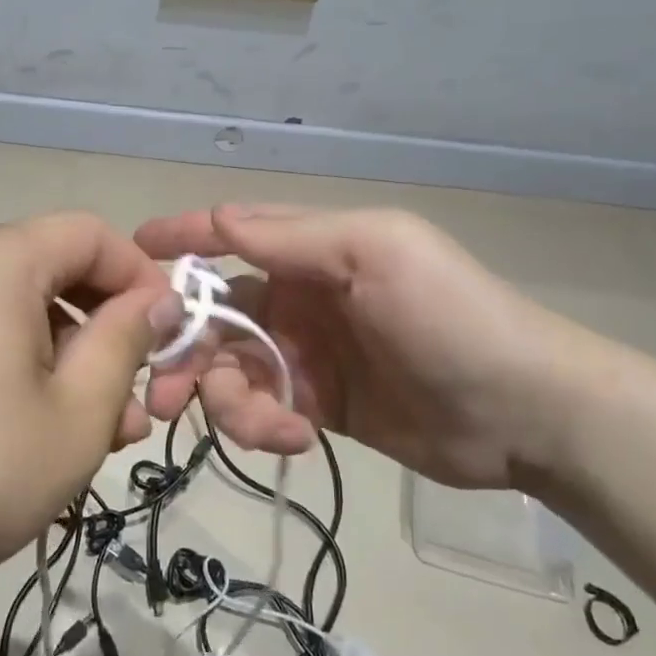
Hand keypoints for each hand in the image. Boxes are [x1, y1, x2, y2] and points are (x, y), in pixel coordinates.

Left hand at [0, 213, 181, 606]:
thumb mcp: (78, 410)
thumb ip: (127, 341)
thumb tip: (156, 300)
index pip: (90, 234)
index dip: (141, 276)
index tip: (169, 337)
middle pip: (57, 270)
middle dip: (110, 327)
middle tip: (140, 399)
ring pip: (25, 312)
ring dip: (75, 359)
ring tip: (105, 433)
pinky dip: (30, 370)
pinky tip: (49, 434)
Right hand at [138, 205, 588, 488]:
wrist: (523, 411)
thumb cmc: (449, 316)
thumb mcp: (374, 255)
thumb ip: (290, 239)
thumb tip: (215, 217)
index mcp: (313, 250)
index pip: (233, 235)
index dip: (182, 239)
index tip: (132, 253)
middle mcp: (302, 297)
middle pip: (218, 317)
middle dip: (188, 351)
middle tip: (164, 394)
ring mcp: (308, 355)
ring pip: (235, 370)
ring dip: (232, 400)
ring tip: (267, 427)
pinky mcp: (318, 406)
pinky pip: (264, 411)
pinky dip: (264, 425)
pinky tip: (295, 437)